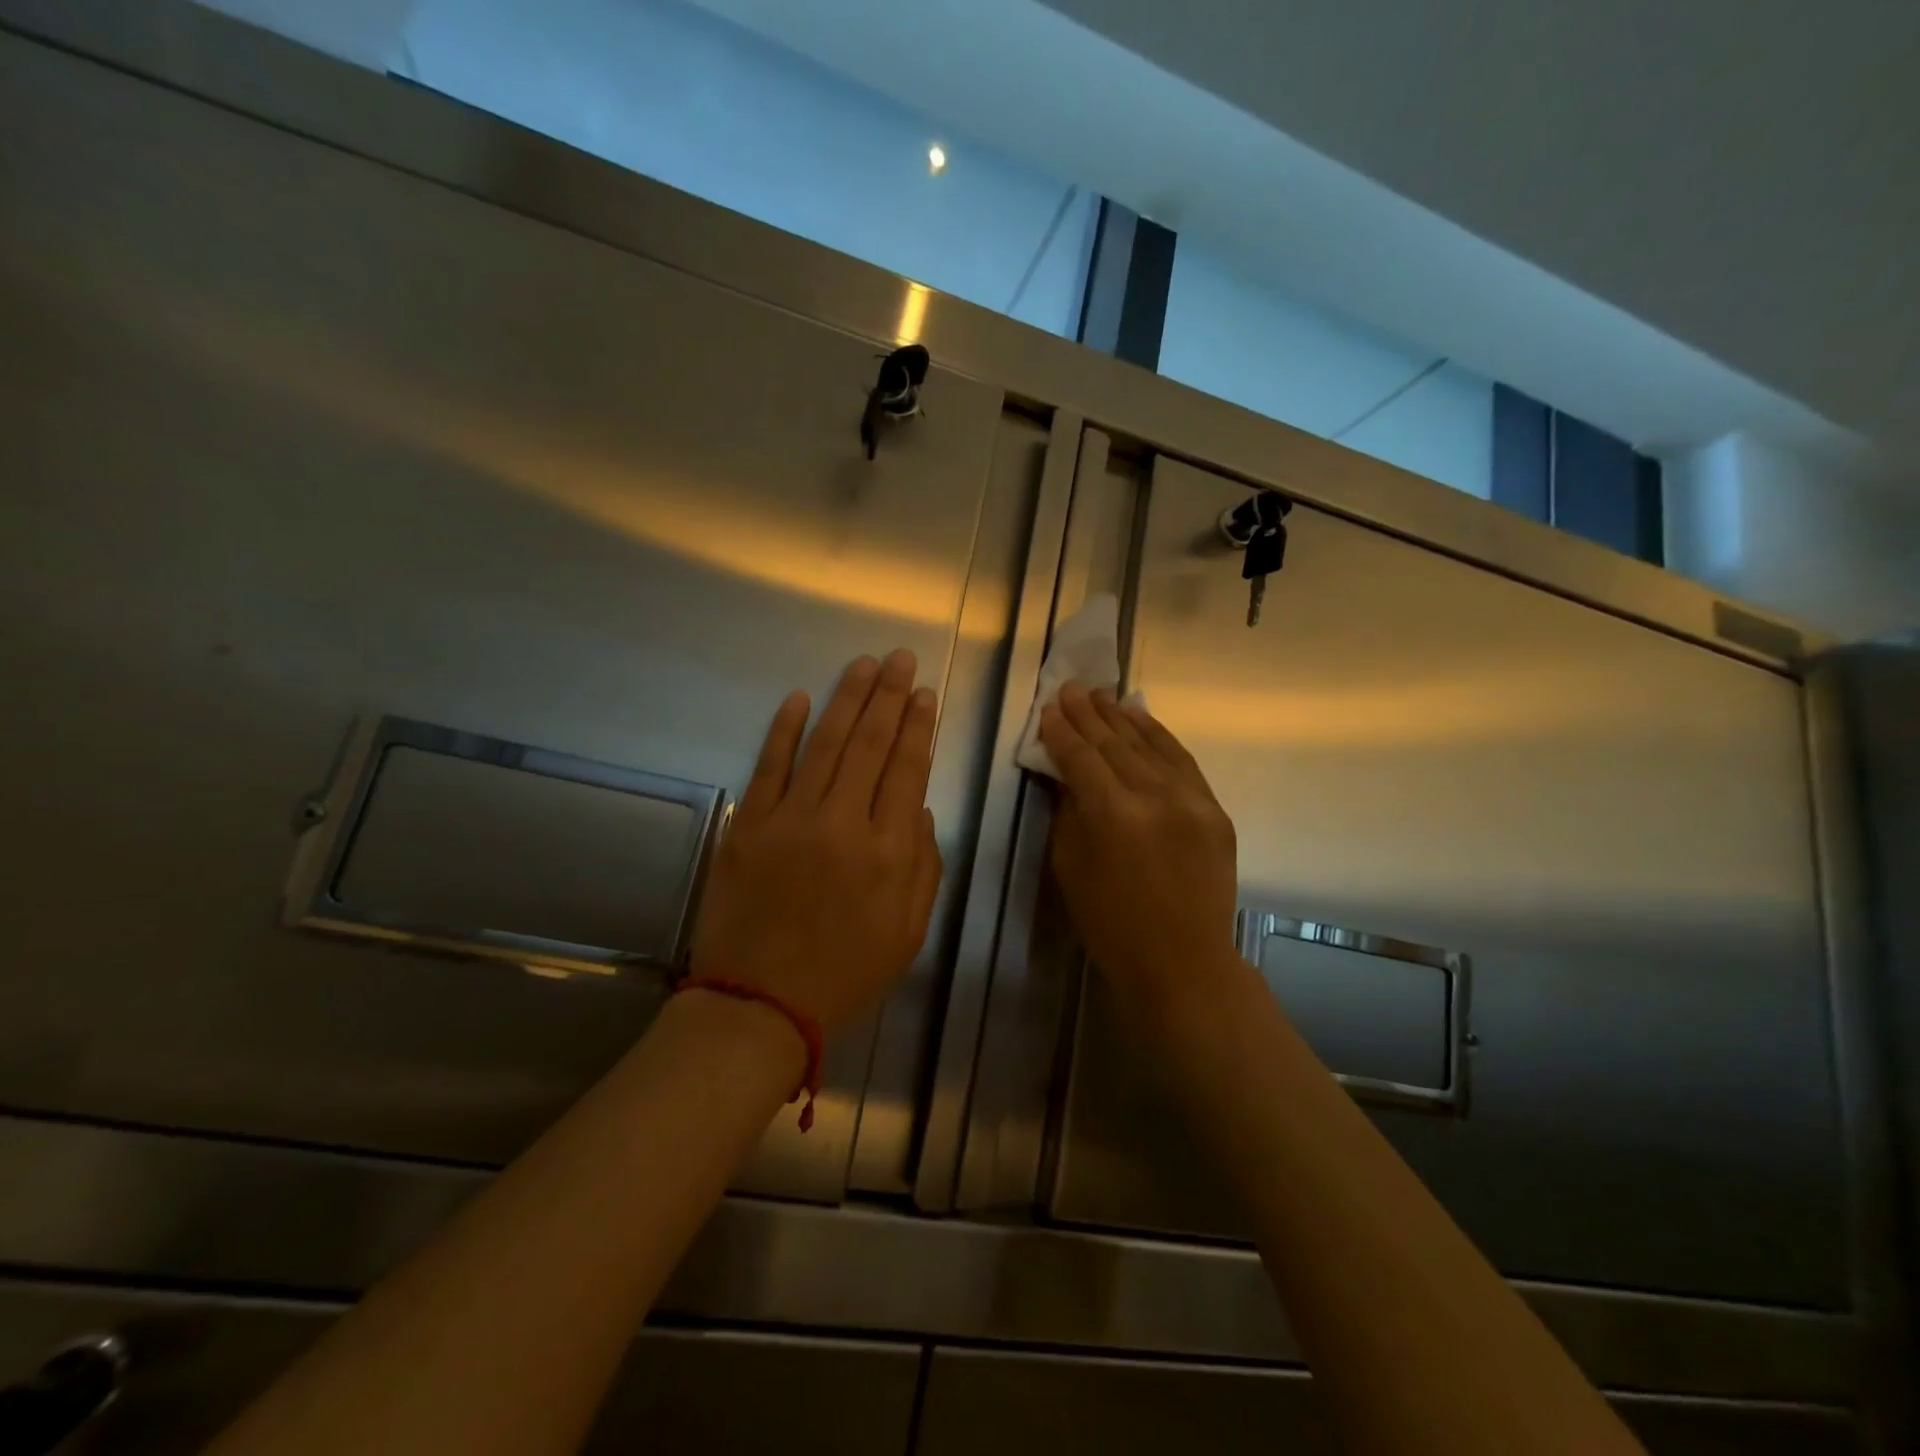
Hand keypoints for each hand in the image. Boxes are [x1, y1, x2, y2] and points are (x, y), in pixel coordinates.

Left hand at [689, 650, 942, 1036]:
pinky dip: (783, 729)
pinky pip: (769, 766)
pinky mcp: (748, 825)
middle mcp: (843, 824)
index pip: (907, 770)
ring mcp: (790, 820)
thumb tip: (918, 807)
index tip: (924, 694)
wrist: (759, 1004)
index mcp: (888, 853)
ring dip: (846, 699)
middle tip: (900, 658)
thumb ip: (924, 866)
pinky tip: (799, 697)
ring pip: (824, 744)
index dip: (917, 727)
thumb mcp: (908, 931)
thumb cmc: (845, 973)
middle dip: (888, 696)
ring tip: (863, 664)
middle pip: (870, 745)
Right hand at [1039, 683, 1239, 1014]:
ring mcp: (1192, 801)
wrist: (1183, 963)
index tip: (1048, 708)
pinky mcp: (1215, 810)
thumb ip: (1069, 811)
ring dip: (1123, 717)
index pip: (1081, 758)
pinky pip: (1182, 761)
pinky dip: (1160, 737)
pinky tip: (1142, 719)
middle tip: (1071, 688)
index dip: (1062, 731)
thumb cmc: (1111, 925)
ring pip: (1151, 745)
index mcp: (1113, 815)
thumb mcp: (1070, 867)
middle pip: (1116, 743)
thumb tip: (1066, 772)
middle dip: (1089, 714)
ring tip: (1102, 695)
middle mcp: (1156, 797)